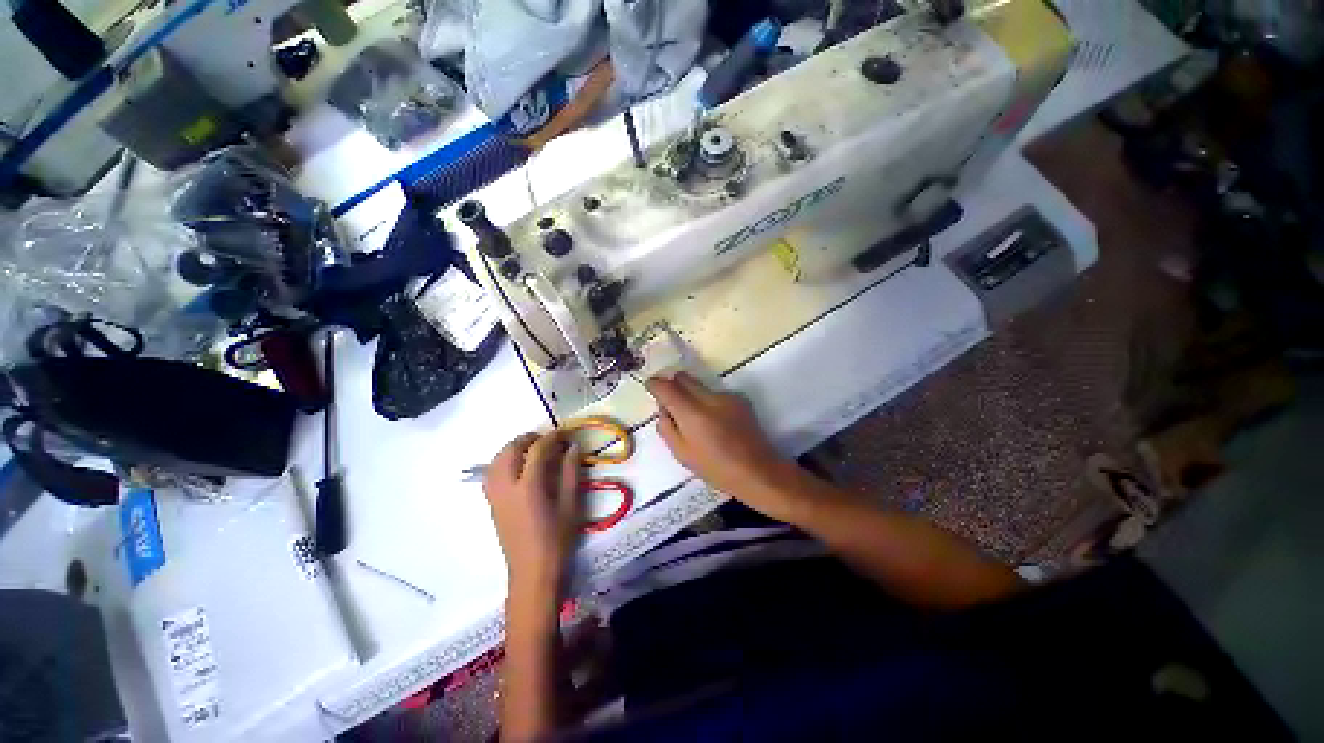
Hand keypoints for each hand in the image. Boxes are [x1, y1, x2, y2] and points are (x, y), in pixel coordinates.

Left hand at [483, 431, 581, 595]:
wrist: (532, 572)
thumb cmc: (557, 539)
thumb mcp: (570, 504)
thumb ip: (570, 472)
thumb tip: (572, 447)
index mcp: (528, 487)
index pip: (537, 450)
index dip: (552, 437)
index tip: (565, 432)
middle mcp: (506, 487)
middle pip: (510, 450)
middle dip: (529, 439)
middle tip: (549, 440)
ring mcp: (495, 496)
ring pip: (496, 460)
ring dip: (514, 448)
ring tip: (533, 450)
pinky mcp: (491, 504)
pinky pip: (491, 473)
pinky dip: (503, 461)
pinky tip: (518, 467)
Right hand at [646, 374, 798, 517]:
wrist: (757, 470)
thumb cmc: (715, 468)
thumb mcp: (682, 454)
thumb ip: (666, 427)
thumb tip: (664, 408)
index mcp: (692, 414)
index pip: (667, 387)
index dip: (655, 384)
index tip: (651, 386)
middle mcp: (709, 398)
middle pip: (684, 378)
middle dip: (673, 385)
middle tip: (672, 403)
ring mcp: (727, 396)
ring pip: (699, 385)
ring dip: (692, 395)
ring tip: (698, 419)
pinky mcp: (740, 398)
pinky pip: (715, 393)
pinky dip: (709, 402)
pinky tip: (717, 422)